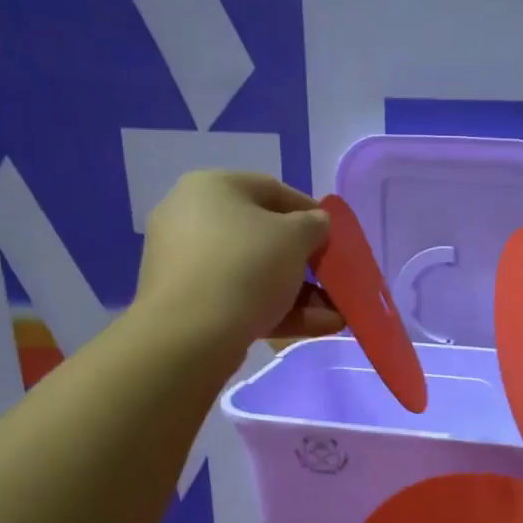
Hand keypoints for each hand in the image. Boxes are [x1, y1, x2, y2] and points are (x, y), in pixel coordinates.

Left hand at [136, 172, 342, 351]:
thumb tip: (315, 224)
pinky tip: (319, 326)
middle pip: (262, 236)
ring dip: (298, 292)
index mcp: (211, 188)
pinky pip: (241, 299)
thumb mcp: (294, 237)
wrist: (190, 334)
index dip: (309, 211)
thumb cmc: (246, 266)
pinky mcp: (189, 305)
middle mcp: (191, 219)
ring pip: (254, 273)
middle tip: (331, 275)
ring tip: (335, 313)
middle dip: (304, 261)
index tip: (335, 234)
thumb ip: (313, 224)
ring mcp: (187, 265)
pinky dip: (278, 311)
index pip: (271, 190)